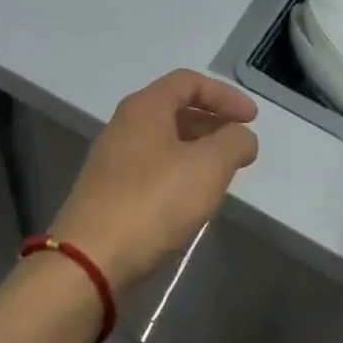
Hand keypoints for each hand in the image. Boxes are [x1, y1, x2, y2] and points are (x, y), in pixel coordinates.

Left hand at [50, 70, 259, 294]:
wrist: (90, 259)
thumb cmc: (153, 203)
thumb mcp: (208, 167)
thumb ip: (234, 143)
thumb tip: (242, 137)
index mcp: (144, 108)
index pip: (188, 82)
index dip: (225, 95)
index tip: (252, 119)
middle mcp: (123, 126)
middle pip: (174, 110)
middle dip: (213, 122)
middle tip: (240, 146)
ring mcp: (112, 160)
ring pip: (163, 141)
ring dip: (197, 150)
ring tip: (222, 173)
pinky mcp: (108, 192)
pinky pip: (152, 169)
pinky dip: (179, 172)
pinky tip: (192, 198)